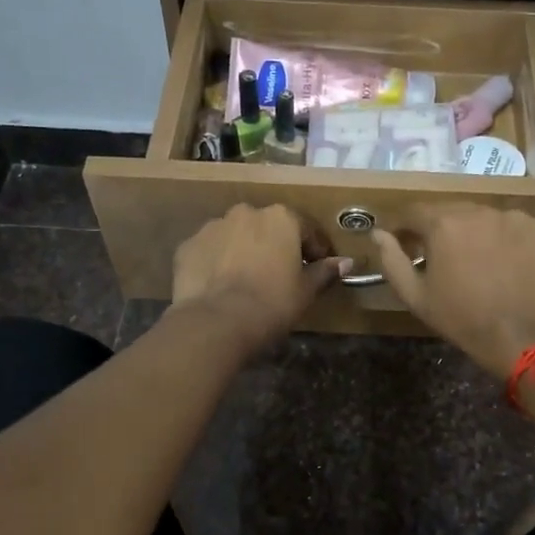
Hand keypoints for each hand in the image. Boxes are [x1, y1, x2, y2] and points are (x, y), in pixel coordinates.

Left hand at [172, 205, 346, 353]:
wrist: (216, 321)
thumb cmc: (271, 303)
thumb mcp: (305, 291)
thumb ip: (325, 272)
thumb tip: (345, 263)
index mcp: (281, 218)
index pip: (307, 230)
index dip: (316, 251)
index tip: (318, 269)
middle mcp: (246, 212)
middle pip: (269, 228)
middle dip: (276, 246)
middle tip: (281, 275)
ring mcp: (213, 226)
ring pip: (237, 236)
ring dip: (245, 251)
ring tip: (247, 282)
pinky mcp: (188, 245)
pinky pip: (211, 251)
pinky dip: (217, 262)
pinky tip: (221, 286)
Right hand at [372, 206, 534, 377]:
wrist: (523, 337)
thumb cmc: (462, 319)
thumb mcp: (416, 296)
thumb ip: (392, 261)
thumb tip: (377, 233)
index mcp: (443, 224)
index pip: (414, 212)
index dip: (405, 226)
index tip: (404, 241)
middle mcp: (478, 210)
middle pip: (451, 211)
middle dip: (441, 228)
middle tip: (442, 255)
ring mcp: (514, 216)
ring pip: (484, 217)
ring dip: (475, 232)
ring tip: (479, 260)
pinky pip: (515, 226)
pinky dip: (507, 238)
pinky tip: (509, 263)